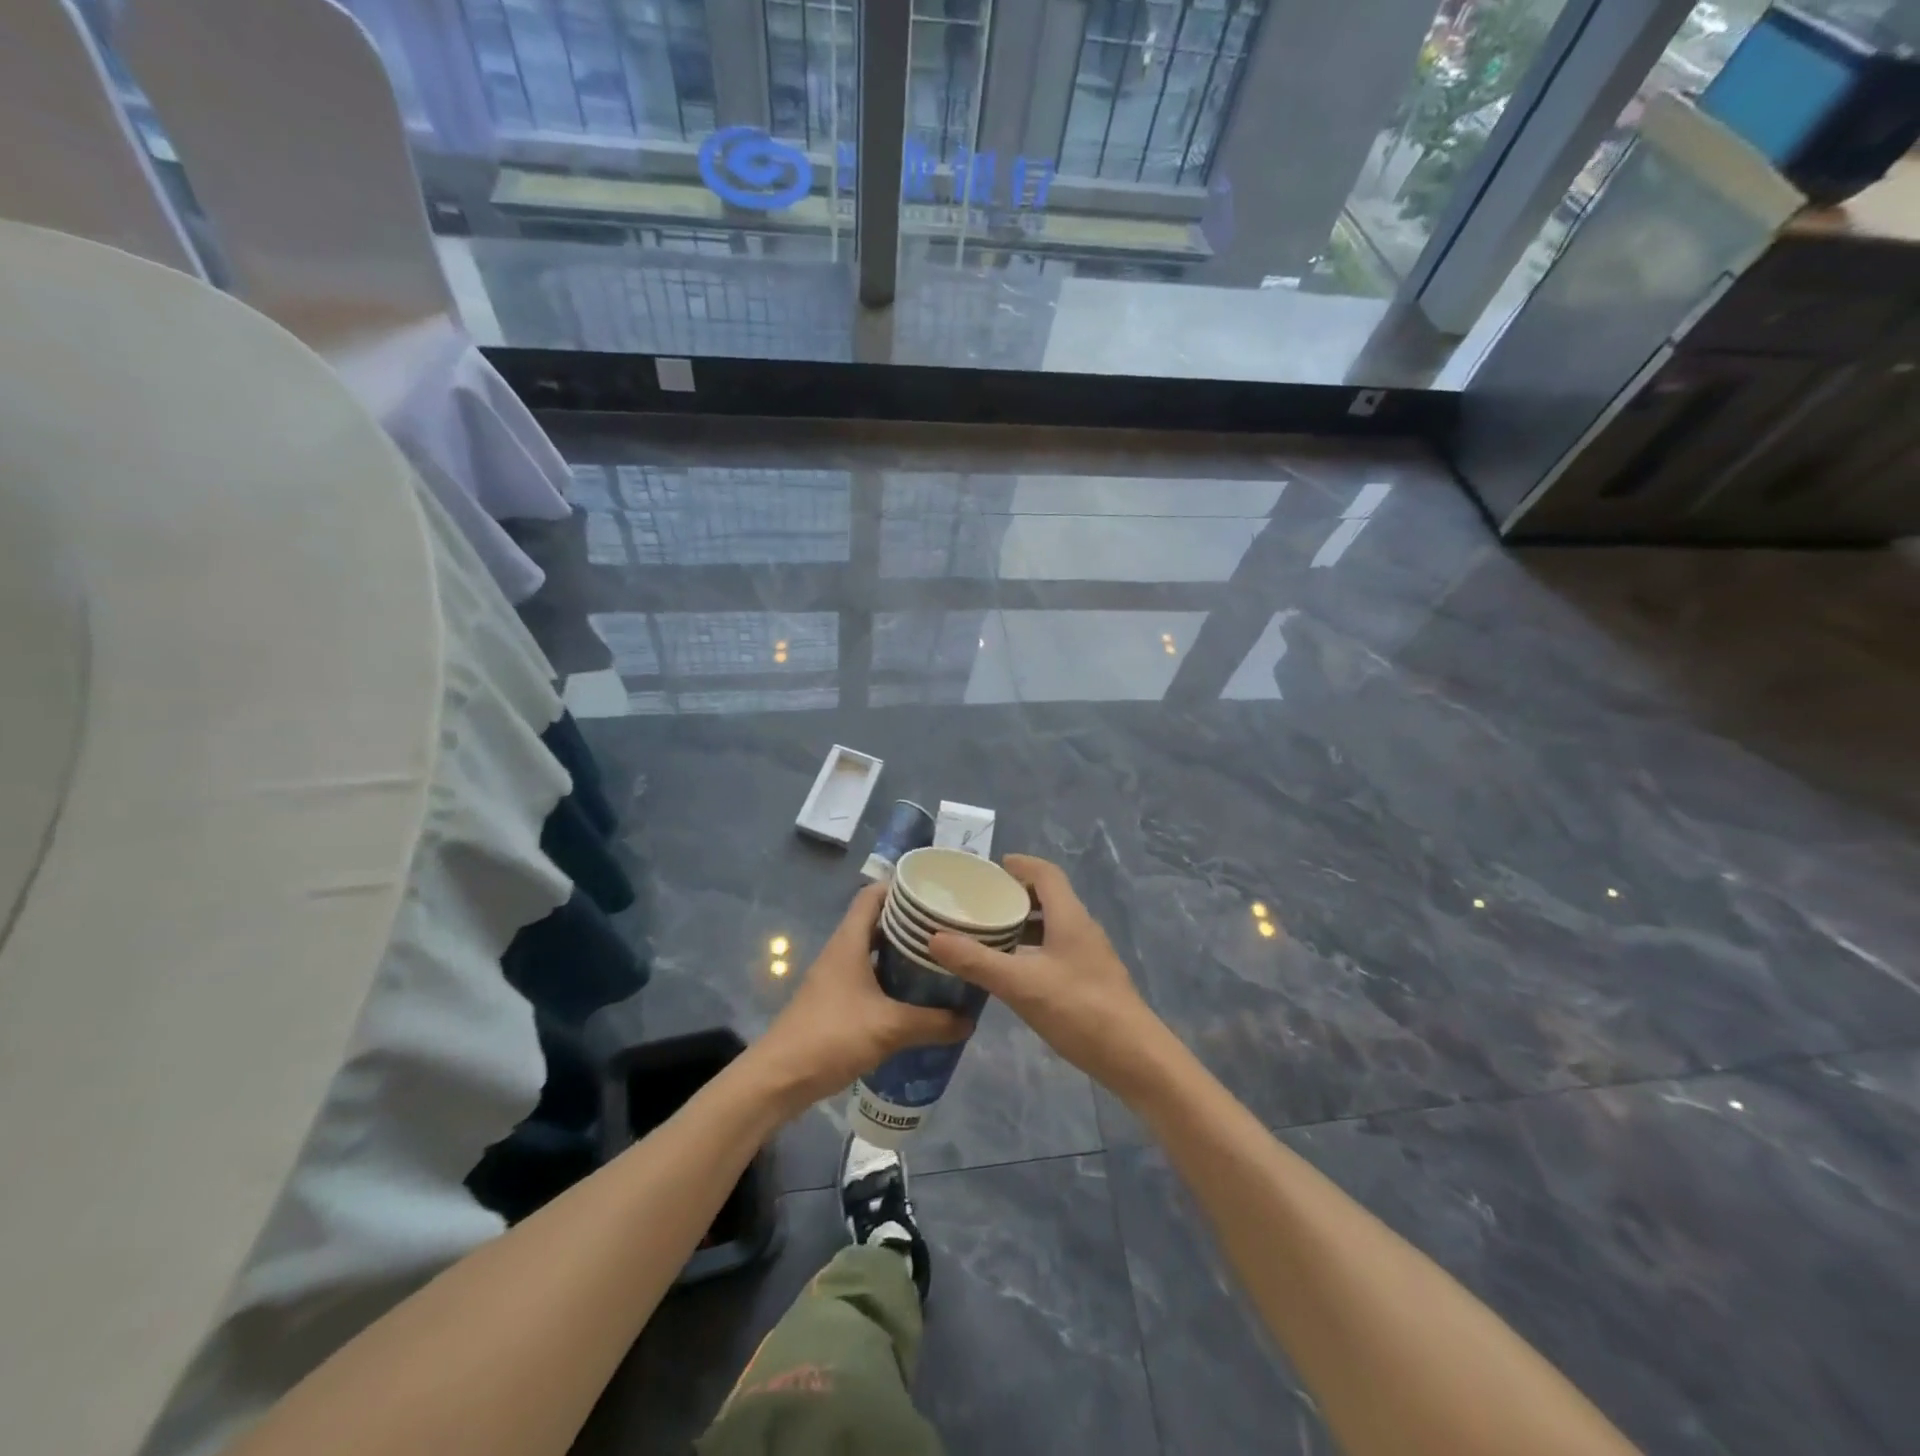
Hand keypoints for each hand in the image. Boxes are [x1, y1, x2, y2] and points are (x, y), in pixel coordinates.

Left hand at [755, 884, 971, 1111]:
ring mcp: (836, 977)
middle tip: (948, 929)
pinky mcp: (835, 1002)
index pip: (873, 894)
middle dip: (911, 923)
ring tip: (940, 960)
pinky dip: (892, 981)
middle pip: (877, 922)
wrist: (779, 1079)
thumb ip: (933, 1023)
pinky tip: (916, 997)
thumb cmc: (832, 1037)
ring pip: (874, 952)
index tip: (935, 892)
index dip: (901, 887)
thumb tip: (970, 1020)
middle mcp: (842, 952)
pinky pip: (869, 978)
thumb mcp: (890, 1028)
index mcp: (849, 942)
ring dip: (902, 954)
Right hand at [928, 855, 1168, 1094]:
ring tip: (989, 936)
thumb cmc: (1079, 1009)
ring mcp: (1090, 956)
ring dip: (1023, 925)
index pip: (1045, 874)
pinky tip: (1013, 972)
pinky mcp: (1091, 980)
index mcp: (1069, 916)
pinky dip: (1032, 950)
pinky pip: (1057, 950)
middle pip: (1049, 897)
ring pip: (1052, 926)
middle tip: (980, 904)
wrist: (1135, 1057)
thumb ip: (977, 961)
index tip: (990, 869)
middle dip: (1015, 895)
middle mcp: (1082, 928)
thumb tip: (933, 937)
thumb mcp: (1021, 984)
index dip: (1020, 865)